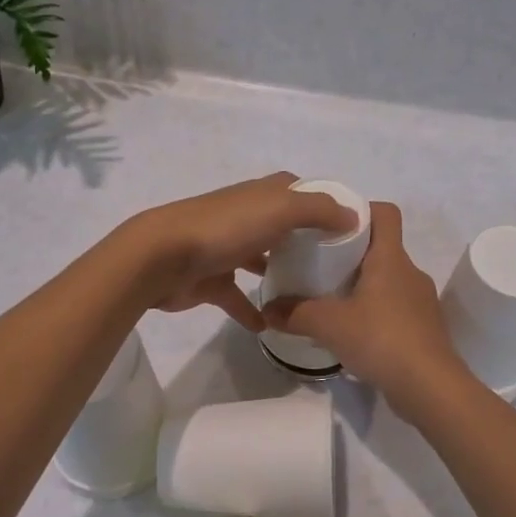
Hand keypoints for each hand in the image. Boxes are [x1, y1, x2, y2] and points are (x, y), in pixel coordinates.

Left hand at [122, 173, 358, 331]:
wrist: (162, 257)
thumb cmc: (226, 227)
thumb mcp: (281, 209)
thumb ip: (319, 210)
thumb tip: (353, 216)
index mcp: (262, 194)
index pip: (298, 189)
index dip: (322, 202)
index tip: (348, 226)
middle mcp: (246, 216)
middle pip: (281, 225)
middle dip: (305, 240)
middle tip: (336, 266)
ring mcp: (226, 248)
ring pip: (259, 259)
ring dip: (278, 272)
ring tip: (309, 295)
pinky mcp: (211, 280)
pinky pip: (237, 297)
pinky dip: (251, 310)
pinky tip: (271, 326)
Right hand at [263, 202, 477, 416]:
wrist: (431, 388)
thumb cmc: (381, 339)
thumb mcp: (329, 325)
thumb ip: (296, 313)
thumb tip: (267, 309)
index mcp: (391, 258)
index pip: (385, 213)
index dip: (362, 210)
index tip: (333, 224)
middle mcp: (410, 272)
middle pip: (382, 247)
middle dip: (353, 253)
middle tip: (320, 265)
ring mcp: (421, 302)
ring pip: (389, 280)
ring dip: (364, 286)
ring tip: (333, 301)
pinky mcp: (424, 329)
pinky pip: (396, 308)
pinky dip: (376, 312)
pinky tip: (355, 333)